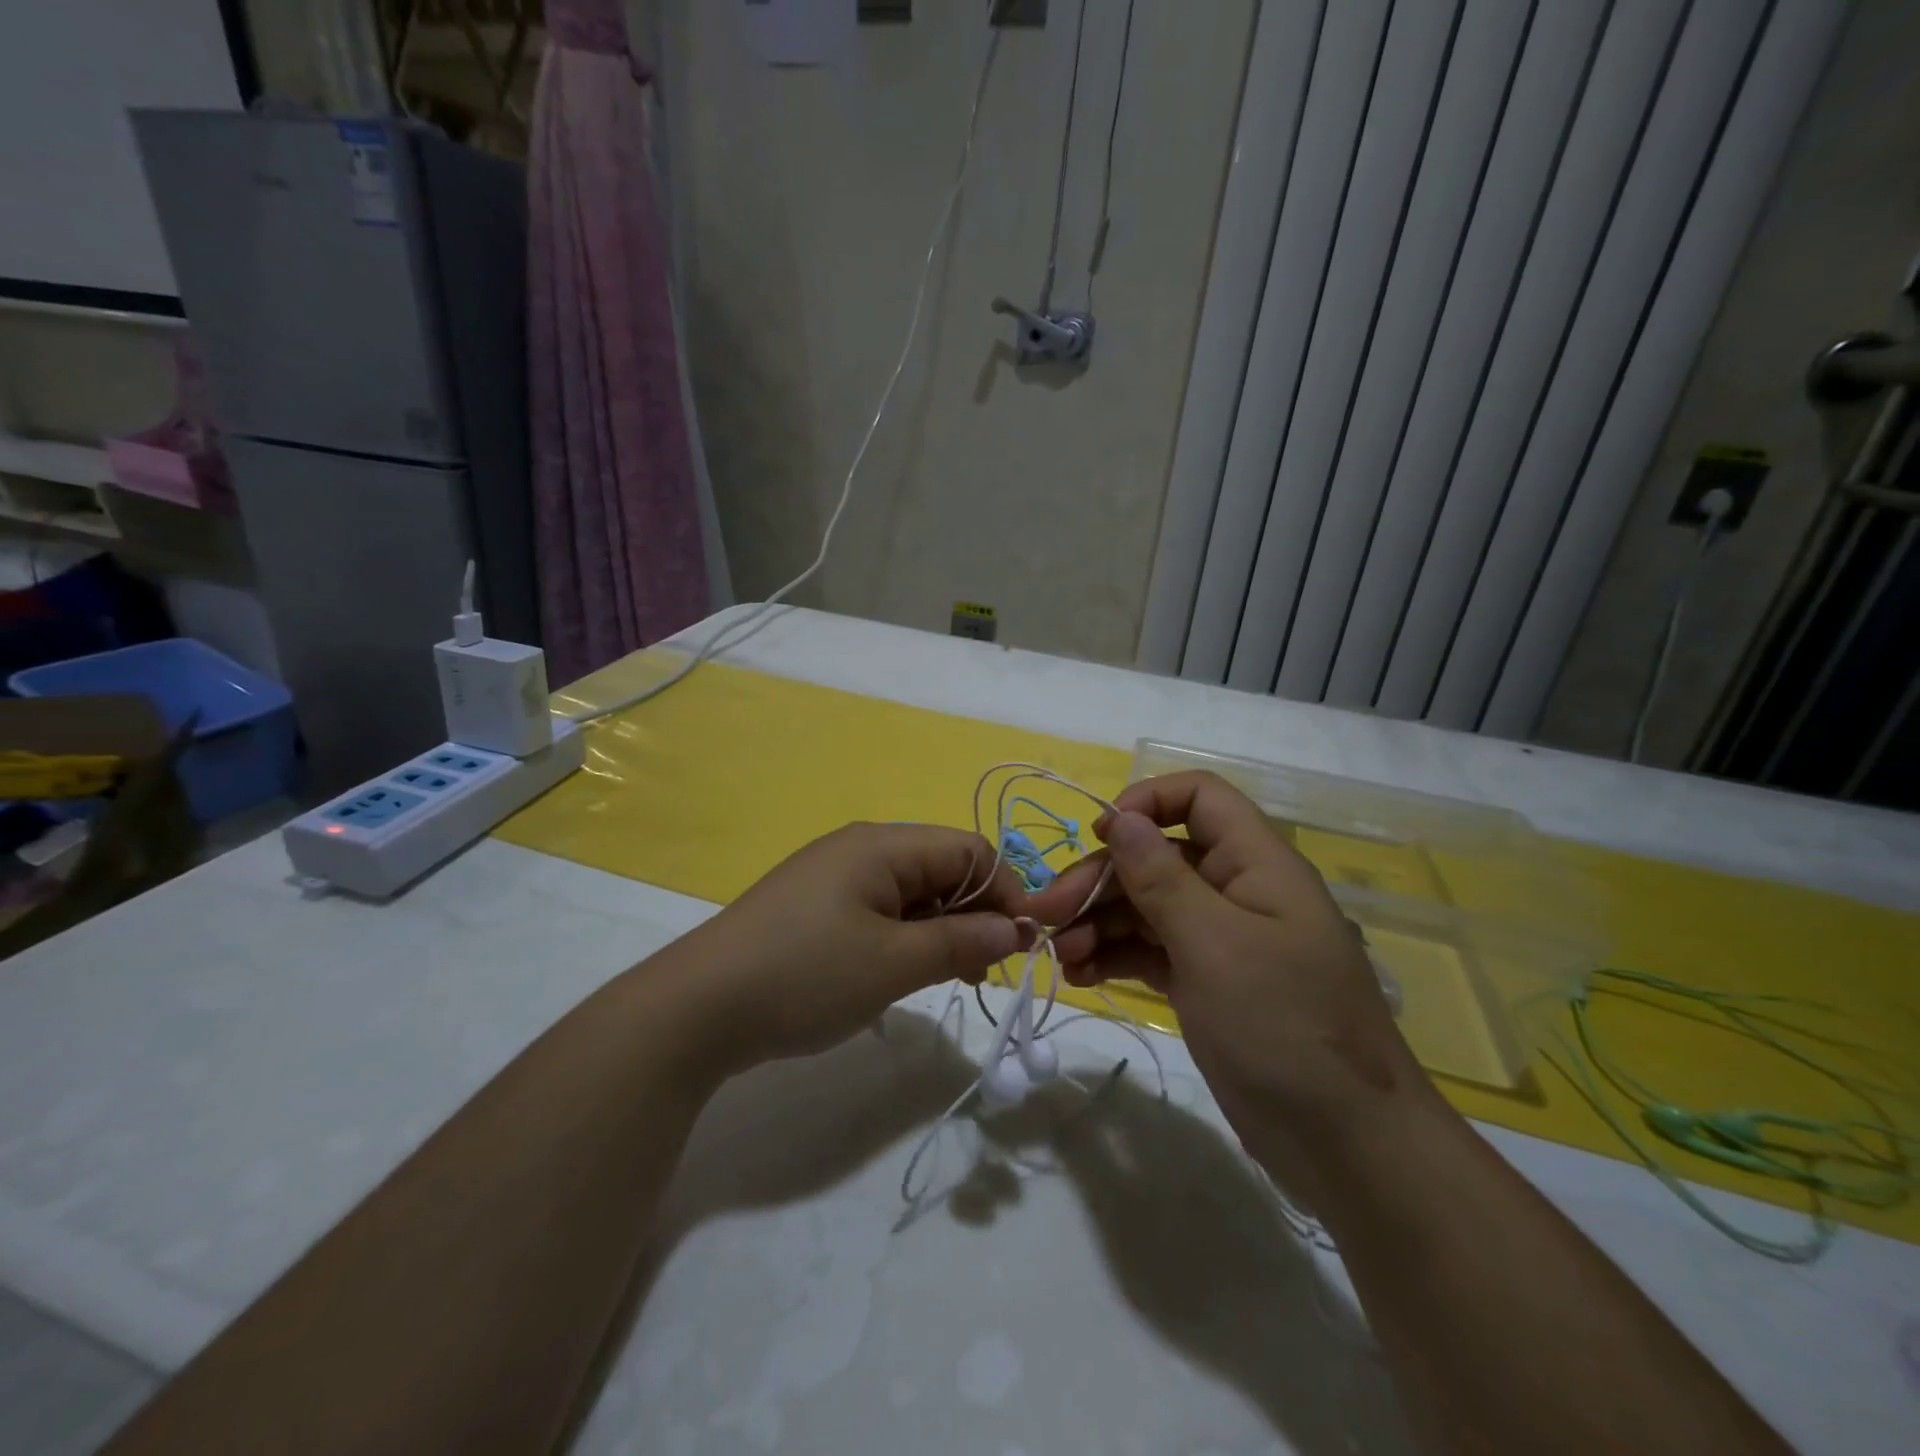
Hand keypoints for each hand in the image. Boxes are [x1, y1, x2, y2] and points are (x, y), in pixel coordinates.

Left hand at [669, 823, 1032, 1078]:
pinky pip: (881, 911)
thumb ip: (960, 941)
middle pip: (941, 868)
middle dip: (975, 913)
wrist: (696, 1009)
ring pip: (912, 893)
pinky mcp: (816, 908)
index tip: (1022, 946)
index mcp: (881, 845)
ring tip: (950, 978)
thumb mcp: (892, 963)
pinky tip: (904, 973)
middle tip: (983, 972)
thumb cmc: (804, 976)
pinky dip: (906, 937)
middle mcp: (860, 849)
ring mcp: (834, 878)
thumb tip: (1015, 929)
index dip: (1005, 892)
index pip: (969, 850)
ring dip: (943, 929)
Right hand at [1028, 772, 1436, 1185]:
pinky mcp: (1204, 982)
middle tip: (1046, 914)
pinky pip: (1149, 950)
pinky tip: (1080, 974)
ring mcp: (1219, 939)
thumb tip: (1120, 816)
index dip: (1146, 802)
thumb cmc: (1284, 1028)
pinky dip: (1113, 955)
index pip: (1200, 797)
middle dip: (1099, 878)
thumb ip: (1161, 877)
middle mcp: (1236, 891)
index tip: (1097, 836)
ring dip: (1097, 922)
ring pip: (1145, 906)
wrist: (1347, 1146)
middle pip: (1156, 856)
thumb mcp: (1214, 945)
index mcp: (1255, 864)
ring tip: (1059, 956)